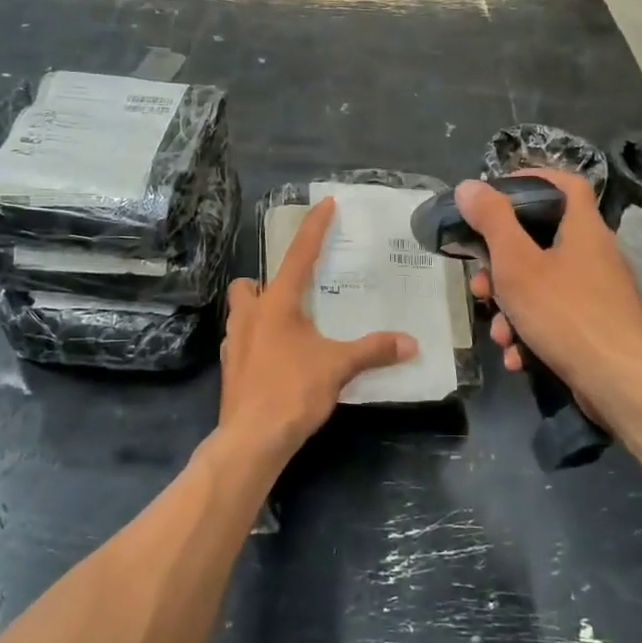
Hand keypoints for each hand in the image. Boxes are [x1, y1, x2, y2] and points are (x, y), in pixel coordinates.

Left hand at [216, 196, 416, 464]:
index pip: (298, 255)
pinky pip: (241, 342)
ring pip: (241, 313)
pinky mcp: (231, 370)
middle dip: (264, 283)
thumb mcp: (338, 366)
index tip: (324, 203)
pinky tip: (279, 359)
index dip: (313, 228)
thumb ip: (373, 350)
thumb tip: (411, 343)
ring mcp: (234, 344)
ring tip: (290, 327)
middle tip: (293, 296)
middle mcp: (249, 316)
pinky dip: (257, 342)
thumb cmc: (293, 390)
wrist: (251, 439)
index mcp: (276, 304)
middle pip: (247, 285)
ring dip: (260, 312)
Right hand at [459, 170, 641, 409]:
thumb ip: (492, 222)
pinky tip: (517, 356)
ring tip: (499, 333)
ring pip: (543, 285)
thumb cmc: (566, 313)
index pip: (565, 184)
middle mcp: (595, 255)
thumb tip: (470, 186)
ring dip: (512, 307)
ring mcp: (598, 294)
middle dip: (502, 265)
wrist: (621, 383)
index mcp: (583, 229)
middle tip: (481, 284)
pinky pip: (555, 318)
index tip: (496, 195)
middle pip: (541, 242)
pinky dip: (532, 332)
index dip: (532, 180)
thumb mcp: (517, 263)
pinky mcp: (597, 327)